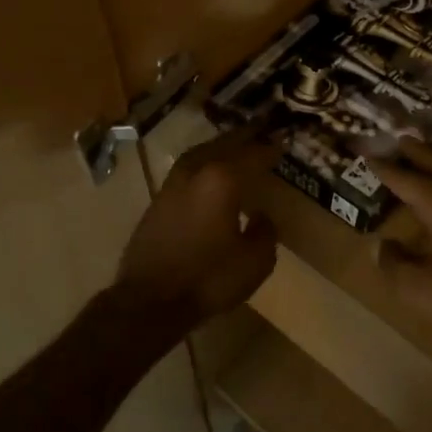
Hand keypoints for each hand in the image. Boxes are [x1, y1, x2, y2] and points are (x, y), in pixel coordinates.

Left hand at [114, 128, 279, 334]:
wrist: (149, 300)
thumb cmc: (208, 279)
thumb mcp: (255, 262)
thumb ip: (265, 232)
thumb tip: (261, 216)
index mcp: (222, 179)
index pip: (253, 154)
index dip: (270, 149)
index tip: (283, 143)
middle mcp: (196, 171)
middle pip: (224, 144)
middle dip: (244, 137)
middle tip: (261, 130)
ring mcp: (172, 183)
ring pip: (201, 153)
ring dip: (220, 147)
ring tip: (236, 147)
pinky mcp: (158, 199)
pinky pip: (188, 170)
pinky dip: (204, 164)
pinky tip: (210, 175)